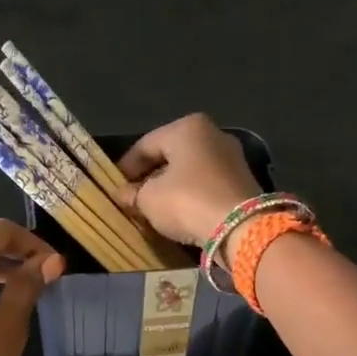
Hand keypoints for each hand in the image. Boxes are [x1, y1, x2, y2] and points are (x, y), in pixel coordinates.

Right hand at [115, 114, 261, 247]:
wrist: (242, 227)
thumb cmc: (187, 201)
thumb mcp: (149, 199)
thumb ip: (133, 194)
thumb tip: (122, 194)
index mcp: (187, 128)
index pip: (146, 144)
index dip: (126, 166)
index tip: (114, 186)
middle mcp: (212, 134)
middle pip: (170, 155)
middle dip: (150, 176)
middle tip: (132, 197)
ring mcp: (231, 157)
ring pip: (190, 170)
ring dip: (170, 187)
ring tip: (154, 207)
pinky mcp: (242, 181)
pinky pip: (206, 184)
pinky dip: (190, 195)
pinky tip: (179, 211)